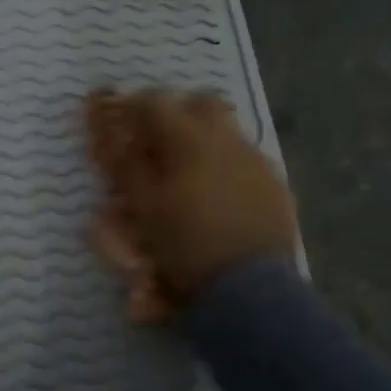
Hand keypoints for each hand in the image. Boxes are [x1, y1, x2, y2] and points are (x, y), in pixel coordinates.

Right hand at [84, 88, 296, 319]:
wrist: (249, 288)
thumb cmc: (186, 247)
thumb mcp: (144, 210)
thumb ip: (128, 168)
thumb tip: (115, 140)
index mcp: (188, 139)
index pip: (155, 102)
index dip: (133, 107)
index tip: (121, 122)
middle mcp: (226, 139)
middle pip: (200, 102)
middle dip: (177, 113)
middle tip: (158, 140)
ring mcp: (256, 159)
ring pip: (227, 129)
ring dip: (203, 138)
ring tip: (188, 170)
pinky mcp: (276, 183)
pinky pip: (247, 157)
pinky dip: (227, 164)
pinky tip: (219, 193)